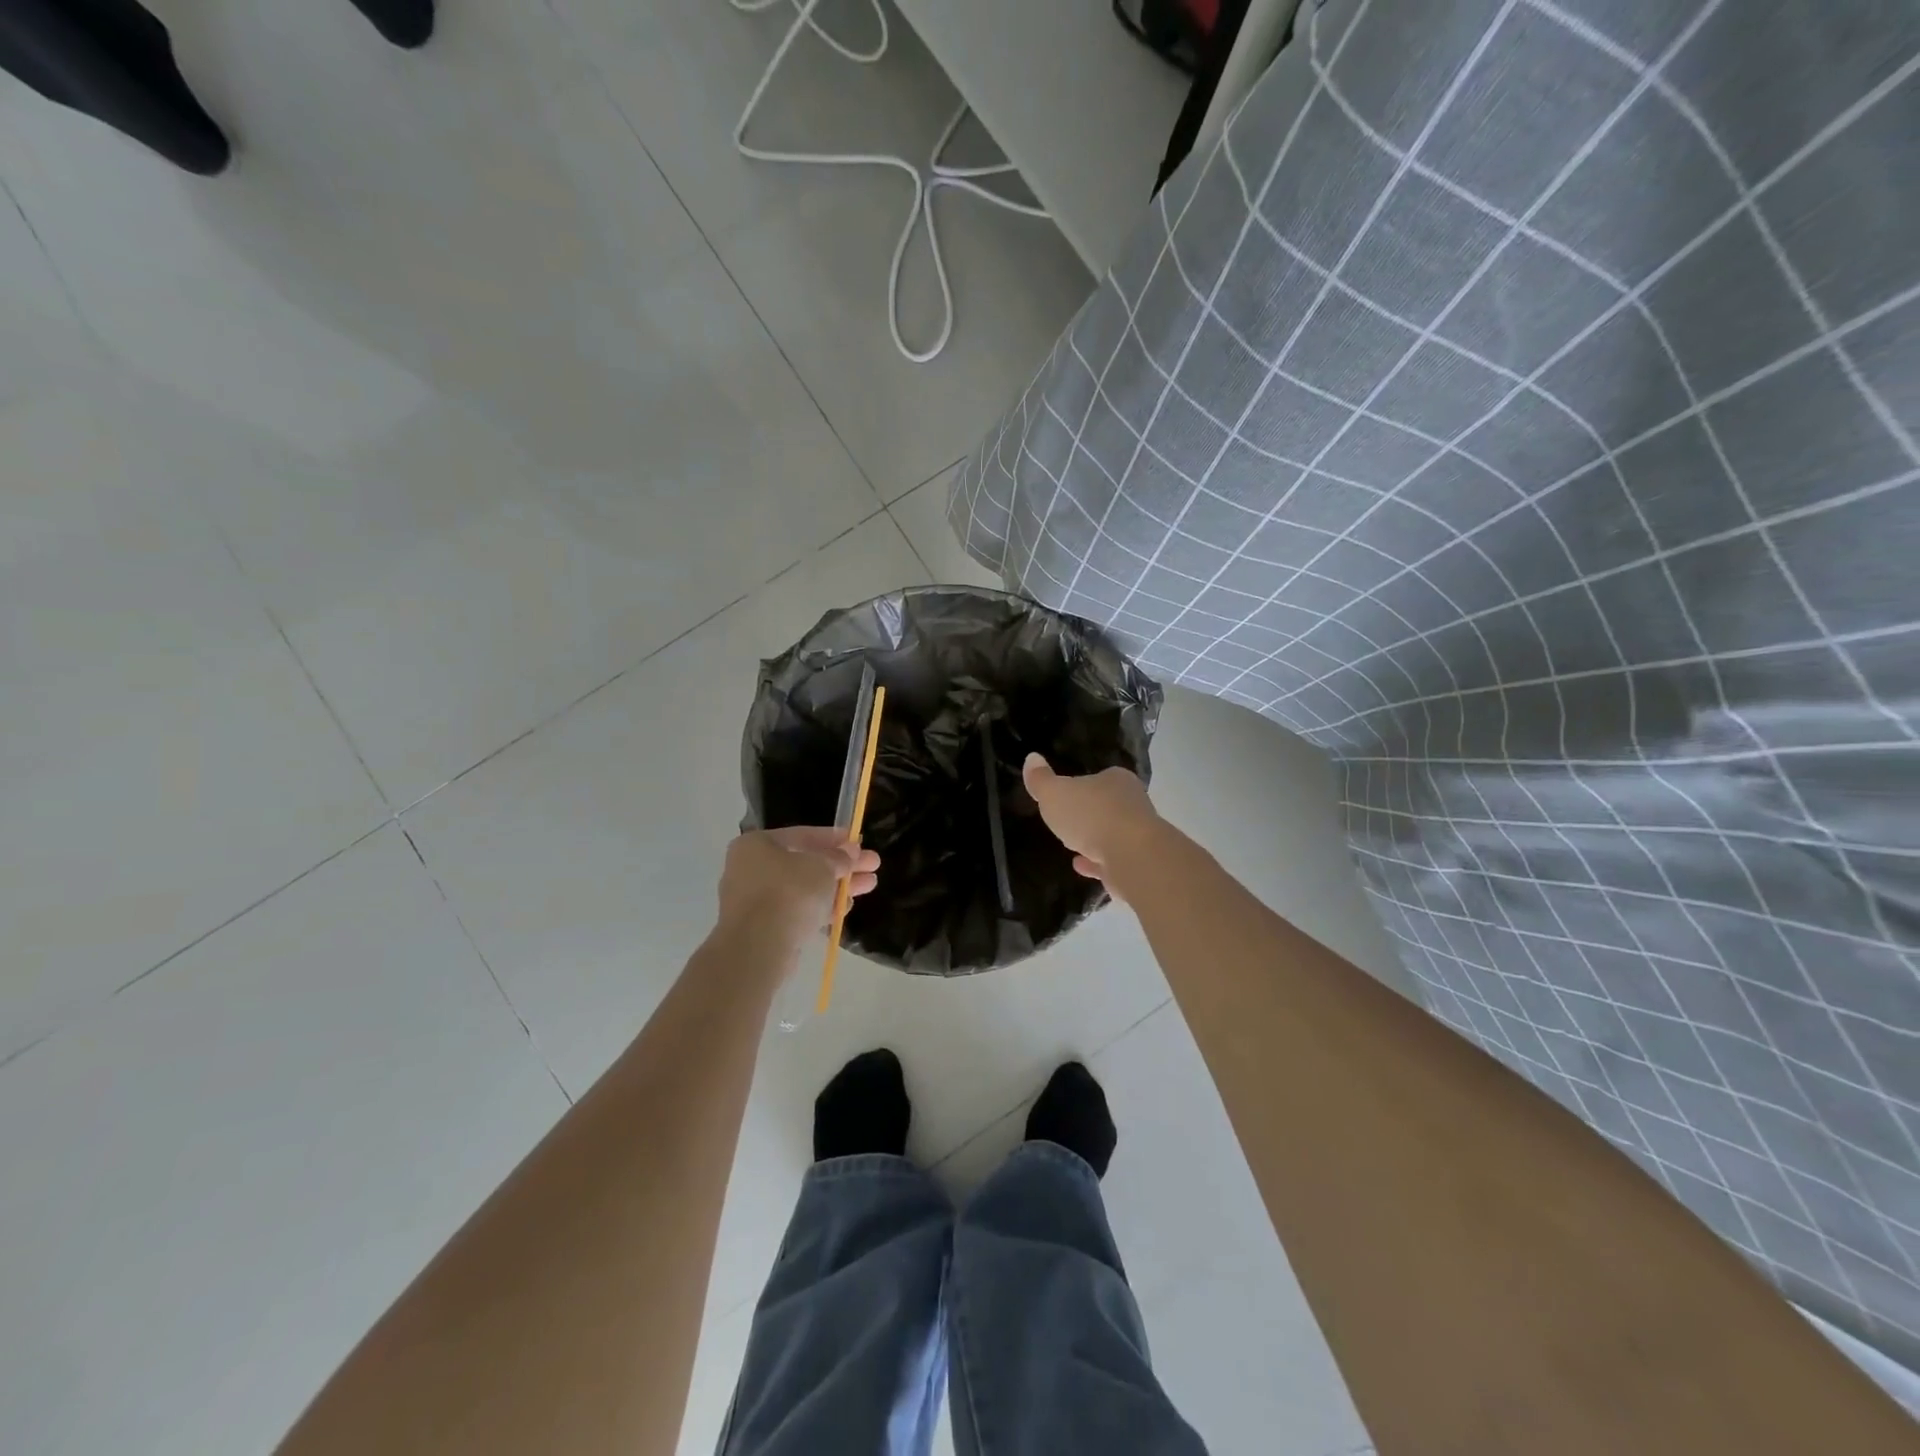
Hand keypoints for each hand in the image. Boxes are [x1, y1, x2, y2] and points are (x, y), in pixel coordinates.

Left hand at [716, 827, 879, 948]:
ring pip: (804, 889)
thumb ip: (839, 857)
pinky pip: (798, 911)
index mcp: (757, 845)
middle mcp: (751, 869)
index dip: (835, 838)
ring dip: (836, 887)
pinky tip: (845, 908)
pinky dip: (821, 907)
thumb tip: (850, 852)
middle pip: (805, 863)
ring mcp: (755, 901)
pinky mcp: (764, 928)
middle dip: (842, 865)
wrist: (759, 947)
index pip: (802, 835)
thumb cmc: (789, 892)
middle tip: (873, 865)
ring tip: (869, 886)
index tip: (860, 842)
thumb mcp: (822, 866)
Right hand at [1021, 754, 1160, 893]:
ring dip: (1094, 839)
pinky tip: (1080, 866)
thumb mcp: (1055, 793)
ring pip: (1112, 834)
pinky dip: (1096, 862)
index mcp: (1117, 780)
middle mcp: (1133, 804)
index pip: (1099, 778)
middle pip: (1107, 806)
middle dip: (1090, 813)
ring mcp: (1138, 835)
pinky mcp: (1138, 863)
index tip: (1067, 796)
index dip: (1082, 786)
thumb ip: (1041, 779)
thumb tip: (1032, 758)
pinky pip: (1112, 860)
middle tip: (1069, 820)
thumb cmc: (1092, 816)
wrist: (1132, 857)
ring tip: (1073, 845)